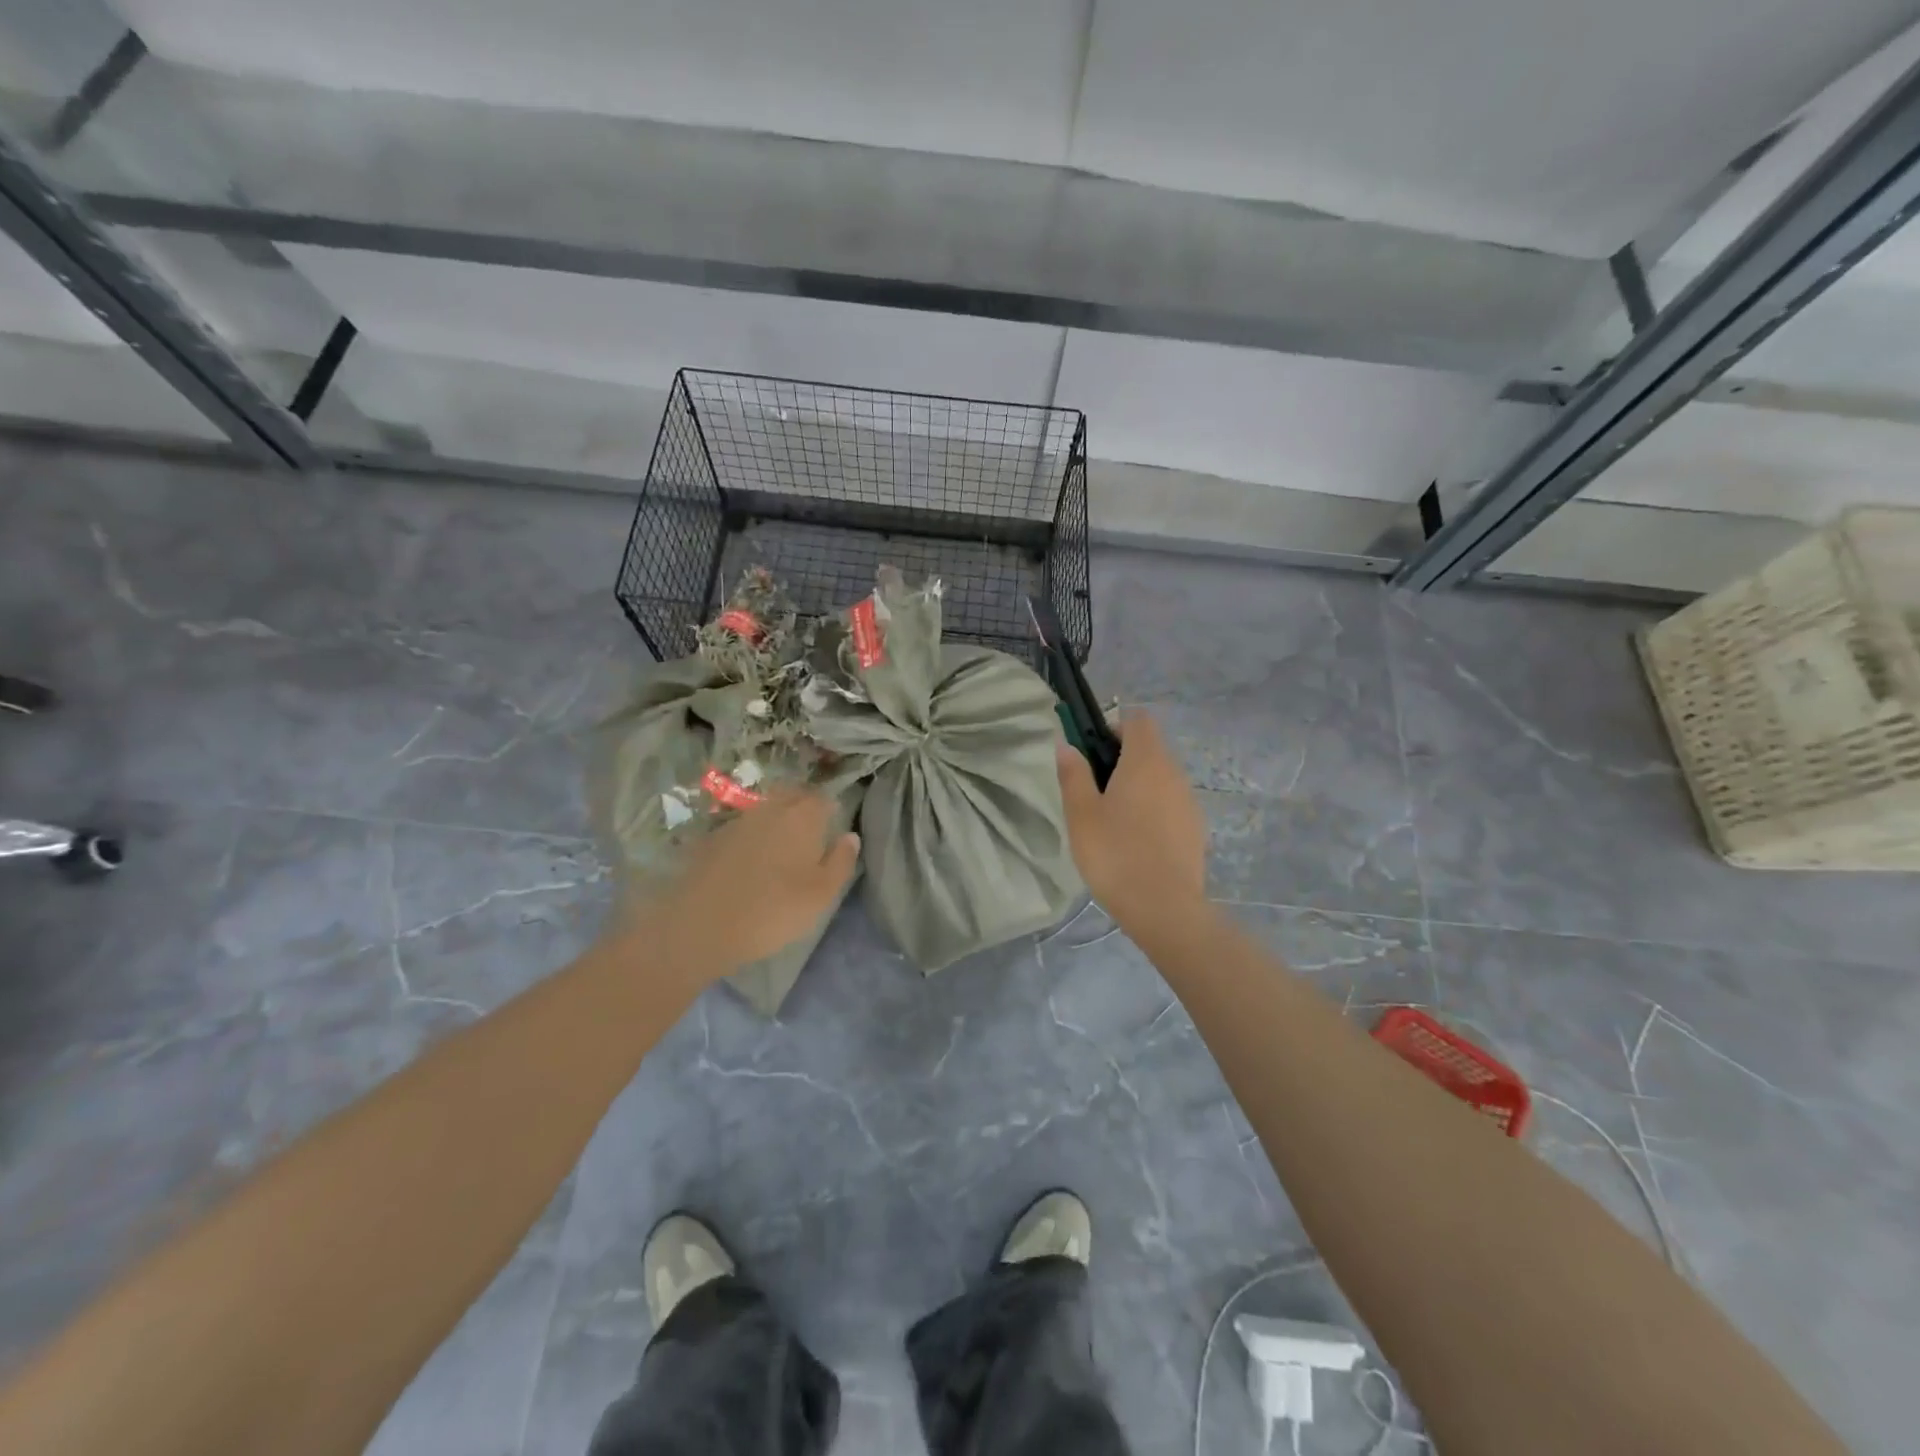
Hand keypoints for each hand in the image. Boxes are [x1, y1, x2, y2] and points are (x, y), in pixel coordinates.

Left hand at [617, 789, 859, 977]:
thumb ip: (841, 861)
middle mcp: (770, 808)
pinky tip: (750, 862)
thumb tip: (850, 836)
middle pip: (792, 796)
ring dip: (776, 821)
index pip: (823, 798)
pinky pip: (742, 828)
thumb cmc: (773, 910)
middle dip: (804, 808)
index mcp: (802, 816)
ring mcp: (738, 820)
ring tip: (781, 849)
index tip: (833, 829)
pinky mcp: (712, 837)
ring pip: (766, 810)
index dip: (831, 810)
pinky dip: (751, 837)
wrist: (700, 926)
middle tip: (810, 835)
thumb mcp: (822, 895)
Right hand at [1055, 712, 1207, 930]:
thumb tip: (1068, 746)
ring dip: (1139, 786)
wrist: (1163, 908)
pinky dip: (1154, 810)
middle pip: (1150, 748)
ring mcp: (1189, 801)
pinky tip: (1136, 842)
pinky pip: (1171, 804)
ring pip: (1161, 778)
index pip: (1137, 720)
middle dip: (1123, 759)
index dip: (1114, 727)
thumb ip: (1073, 774)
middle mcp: (1173, 773)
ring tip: (1113, 820)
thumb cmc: (1115, 853)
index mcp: (1145, 761)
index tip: (1093, 752)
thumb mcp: (1081, 813)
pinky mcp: (1196, 829)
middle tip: (1094, 790)